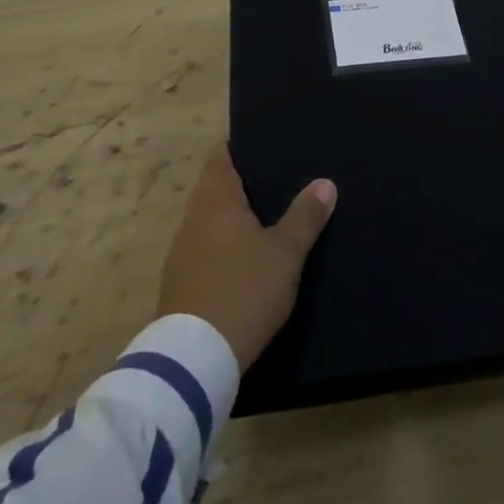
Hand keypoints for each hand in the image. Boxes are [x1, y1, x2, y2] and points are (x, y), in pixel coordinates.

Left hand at [157, 142, 335, 370]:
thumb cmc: (244, 291)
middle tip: (276, 180)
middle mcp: (192, 218)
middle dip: (241, 184)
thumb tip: (325, 183)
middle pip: (214, 188)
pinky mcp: (178, 284)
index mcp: (215, 200)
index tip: (262, 144)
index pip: (220, 156)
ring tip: (265, 218)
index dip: (238, 147)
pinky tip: (244, 260)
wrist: (194, 360)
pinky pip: (204, 249)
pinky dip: (222, 246)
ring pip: (208, 221)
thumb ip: (305, 216)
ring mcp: (181, 252)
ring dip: (231, 218)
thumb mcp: (285, 254)